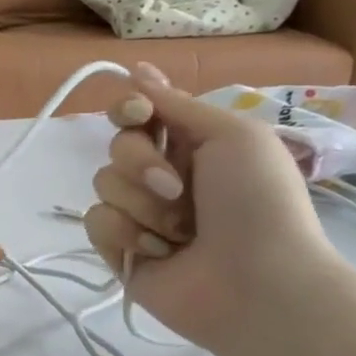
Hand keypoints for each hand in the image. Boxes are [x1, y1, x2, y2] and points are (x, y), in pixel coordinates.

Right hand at [82, 64, 349, 355]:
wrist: (259, 284)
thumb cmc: (258, 203)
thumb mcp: (234, 136)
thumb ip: (178, 104)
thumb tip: (135, 71)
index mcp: (191, 145)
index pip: (138, 113)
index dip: (129, 108)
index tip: (138, 114)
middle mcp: (161, 175)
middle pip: (117, 146)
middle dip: (141, 163)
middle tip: (177, 188)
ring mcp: (139, 213)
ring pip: (104, 183)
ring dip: (142, 205)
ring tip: (179, 233)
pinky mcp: (119, 248)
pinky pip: (95, 221)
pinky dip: (126, 233)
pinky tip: (159, 253)